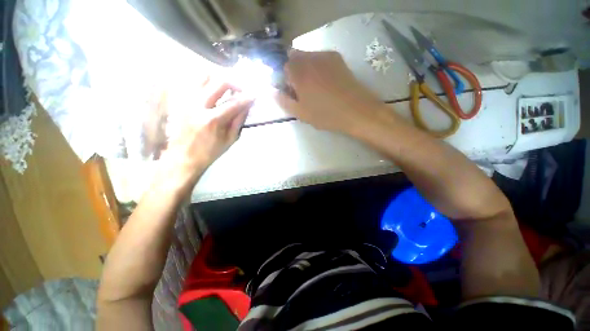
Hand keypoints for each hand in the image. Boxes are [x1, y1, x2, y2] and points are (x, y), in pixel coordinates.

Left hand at [153, 75, 253, 196]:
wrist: (183, 157)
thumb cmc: (210, 151)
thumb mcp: (229, 140)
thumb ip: (238, 121)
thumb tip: (247, 107)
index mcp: (212, 120)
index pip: (234, 103)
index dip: (247, 98)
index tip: (254, 95)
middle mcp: (198, 106)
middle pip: (219, 82)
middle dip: (234, 83)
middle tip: (241, 90)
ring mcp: (186, 101)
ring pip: (203, 76)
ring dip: (218, 79)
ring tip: (226, 87)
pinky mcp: (180, 100)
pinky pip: (192, 82)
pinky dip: (205, 81)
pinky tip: (212, 89)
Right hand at [274, 50, 385, 133]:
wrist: (356, 110)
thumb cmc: (326, 114)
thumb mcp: (301, 113)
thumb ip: (283, 101)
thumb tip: (272, 91)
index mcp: (298, 71)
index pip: (282, 66)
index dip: (285, 79)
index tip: (291, 92)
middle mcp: (310, 57)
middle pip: (294, 58)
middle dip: (294, 72)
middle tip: (302, 91)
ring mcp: (325, 55)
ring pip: (308, 57)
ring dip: (306, 69)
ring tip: (316, 88)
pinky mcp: (338, 58)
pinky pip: (320, 59)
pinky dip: (317, 68)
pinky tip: (326, 83)